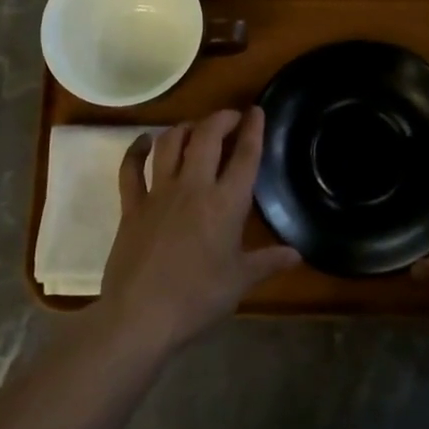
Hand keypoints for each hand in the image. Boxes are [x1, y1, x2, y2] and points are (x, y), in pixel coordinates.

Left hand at [95, 108, 300, 352]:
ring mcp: (159, 193)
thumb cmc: (197, 299)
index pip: (245, 156)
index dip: (253, 129)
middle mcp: (193, 187)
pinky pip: (131, 168)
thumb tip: (297, 254)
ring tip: (195, 128)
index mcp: (225, 204)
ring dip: (185, 128)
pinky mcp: (131, 205)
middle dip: (221, 119)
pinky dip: (137, 150)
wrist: (141, 316)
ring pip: (170, 143)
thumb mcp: (239, 282)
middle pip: (207, 136)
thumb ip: (268, 262)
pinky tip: (144, 141)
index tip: (256, 111)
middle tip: (231, 118)